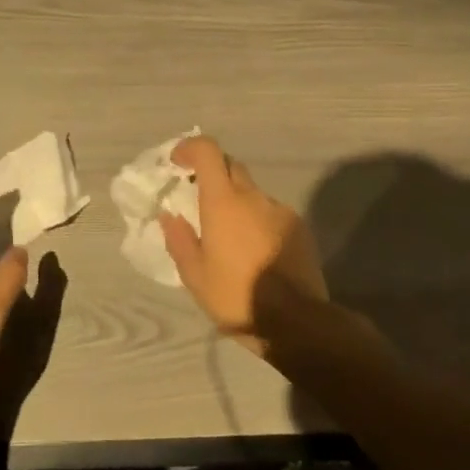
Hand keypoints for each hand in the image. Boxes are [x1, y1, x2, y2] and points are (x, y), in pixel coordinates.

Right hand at [158, 136, 328, 351]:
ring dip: (236, 202)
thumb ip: (179, 240)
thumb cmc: (236, 296)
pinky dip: (257, 221)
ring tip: (228, 238)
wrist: (296, 321)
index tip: (177, 162)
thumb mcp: (195, 276)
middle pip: (230, 166)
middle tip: (198, 200)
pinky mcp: (299, 227)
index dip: (190, 148)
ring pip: (252, 192)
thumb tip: (170, 215)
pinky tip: (254, 252)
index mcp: (224, 202)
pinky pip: (270, 213)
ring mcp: (280, 210)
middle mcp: (253, 197)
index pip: (208, 151)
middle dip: (212, 174)